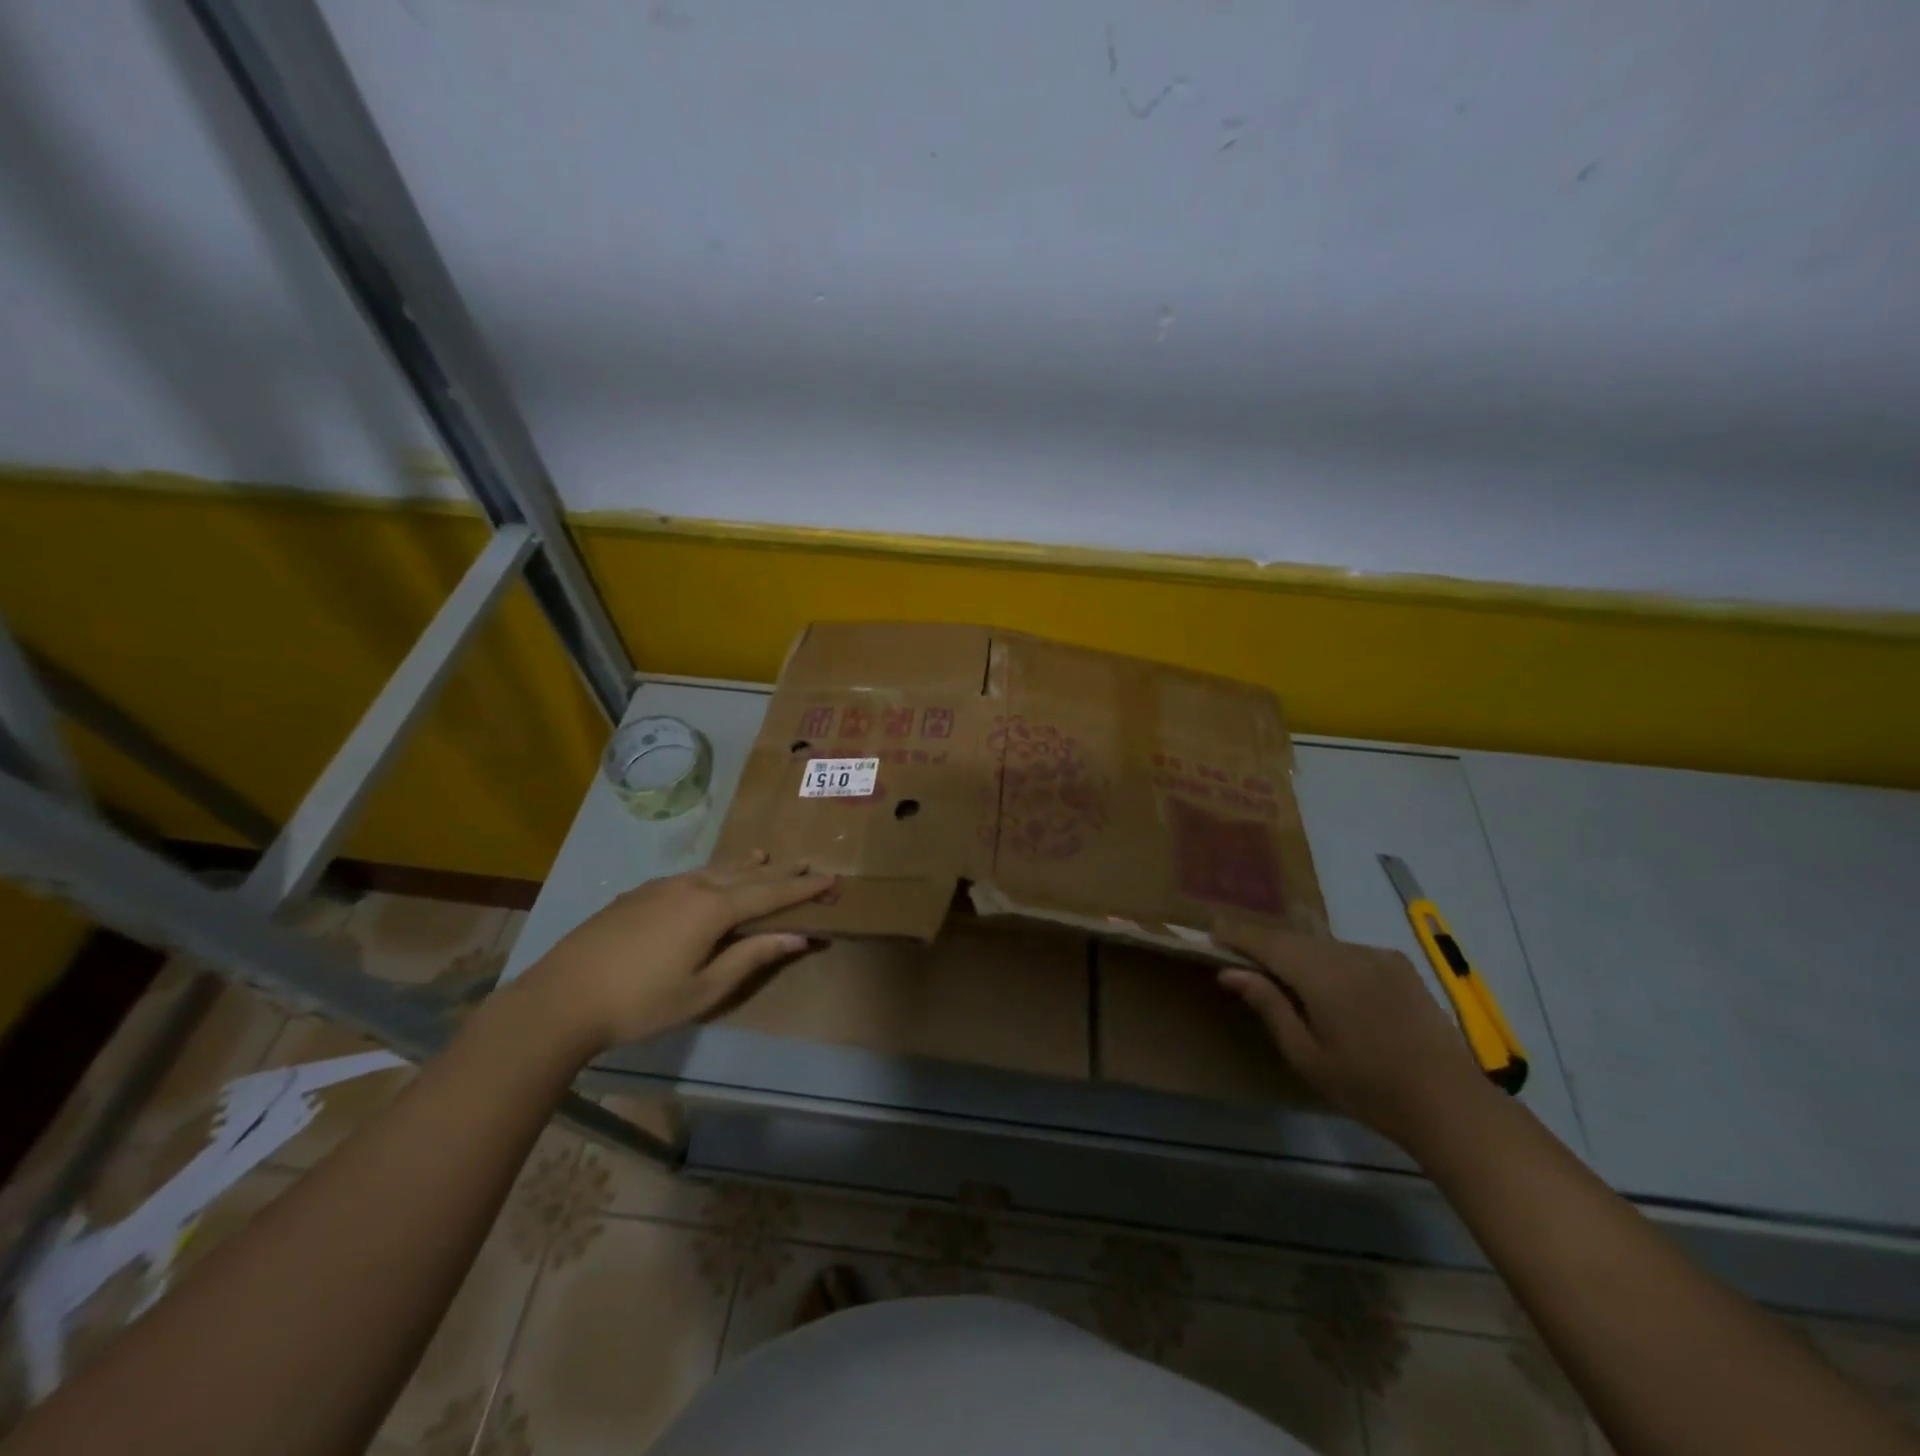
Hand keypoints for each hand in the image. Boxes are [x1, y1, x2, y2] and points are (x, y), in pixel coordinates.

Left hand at [516, 853, 834, 1052]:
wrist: (561, 998)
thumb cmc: (640, 1002)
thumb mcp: (703, 990)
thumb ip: (751, 958)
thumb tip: (797, 936)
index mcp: (713, 909)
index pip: (770, 892)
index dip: (803, 887)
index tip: (831, 878)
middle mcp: (692, 886)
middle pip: (746, 874)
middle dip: (780, 871)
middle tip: (807, 863)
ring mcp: (662, 886)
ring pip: (716, 869)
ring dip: (745, 865)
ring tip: (765, 857)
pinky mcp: (639, 894)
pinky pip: (692, 874)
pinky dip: (715, 872)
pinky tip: (712, 877)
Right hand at [1212, 918, 1490, 1151]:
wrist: (1451, 1104)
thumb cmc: (1369, 1088)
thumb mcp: (1306, 1055)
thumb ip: (1268, 1005)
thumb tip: (1230, 971)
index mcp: (1322, 975)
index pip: (1267, 942)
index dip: (1237, 934)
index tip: (1210, 930)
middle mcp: (1348, 954)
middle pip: (1292, 938)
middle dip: (1262, 942)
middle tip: (1235, 951)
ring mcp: (1377, 956)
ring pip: (1319, 944)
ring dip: (1294, 951)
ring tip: (1275, 969)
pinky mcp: (1398, 965)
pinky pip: (1346, 952)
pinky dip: (1324, 959)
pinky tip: (1322, 981)